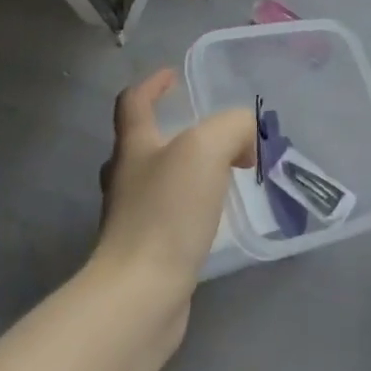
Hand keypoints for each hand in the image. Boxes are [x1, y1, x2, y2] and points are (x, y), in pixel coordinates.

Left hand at [93, 69, 254, 311]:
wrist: (141, 295)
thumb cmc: (168, 212)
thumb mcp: (208, 148)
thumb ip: (233, 128)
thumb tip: (245, 140)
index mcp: (134, 146)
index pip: (134, 101)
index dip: (152, 84)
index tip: (174, 75)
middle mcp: (126, 178)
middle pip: (142, 142)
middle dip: (172, 130)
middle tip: (210, 132)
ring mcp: (131, 217)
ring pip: (156, 180)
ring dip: (185, 170)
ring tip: (222, 173)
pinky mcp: (144, 252)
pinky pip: (168, 215)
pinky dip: (189, 206)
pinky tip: (214, 216)